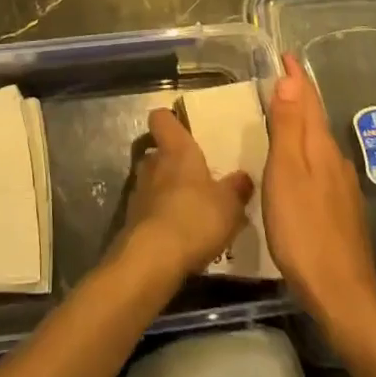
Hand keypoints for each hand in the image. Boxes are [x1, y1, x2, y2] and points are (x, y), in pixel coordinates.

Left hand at [120, 106, 254, 282]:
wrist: (153, 258)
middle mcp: (153, 163)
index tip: (182, 128)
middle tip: (195, 177)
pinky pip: (149, 210)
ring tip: (190, 210)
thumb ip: (237, 189)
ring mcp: (138, 192)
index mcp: (176, 150)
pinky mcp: (132, 220)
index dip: (169, 120)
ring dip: (166, 191)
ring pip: (152, 181)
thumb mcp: (229, 205)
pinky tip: (179, 235)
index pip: (161, 118)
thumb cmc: (195, 218)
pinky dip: (160, 217)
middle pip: (158, 152)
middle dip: (173, 162)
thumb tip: (243, 177)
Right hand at [264, 56, 375, 332]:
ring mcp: (342, 187)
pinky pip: (321, 165)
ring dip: (303, 123)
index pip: (308, 101)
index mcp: (320, 148)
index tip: (287, 55)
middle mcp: (335, 160)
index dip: (296, 77)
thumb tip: (290, 79)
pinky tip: (299, 165)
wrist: (342, 294)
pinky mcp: (342, 211)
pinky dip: (307, 151)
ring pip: (319, 143)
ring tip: (284, 115)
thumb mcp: (286, 174)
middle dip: (300, 96)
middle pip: (315, 119)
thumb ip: (288, 127)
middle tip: (281, 77)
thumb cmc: (304, 229)